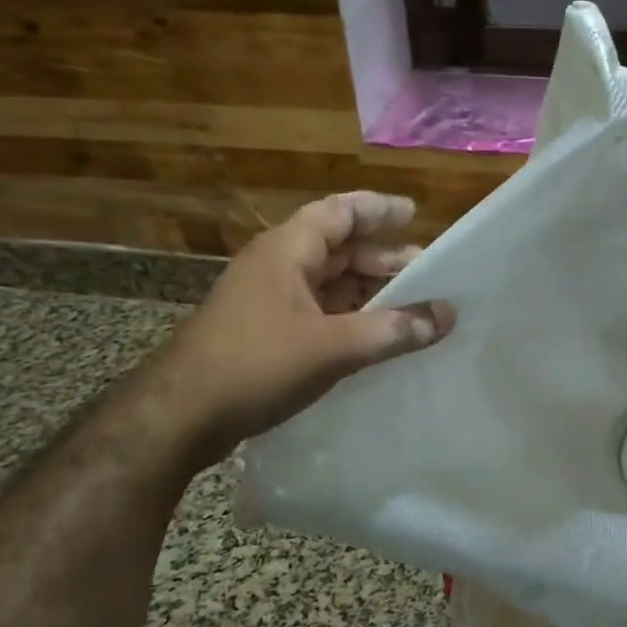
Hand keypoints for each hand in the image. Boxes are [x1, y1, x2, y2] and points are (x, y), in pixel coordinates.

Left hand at [153, 191, 454, 459]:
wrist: (179, 417)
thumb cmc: (256, 366)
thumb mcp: (333, 347)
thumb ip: (393, 330)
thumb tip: (447, 315)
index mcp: (287, 251)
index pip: (340, 212)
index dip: (379, 209)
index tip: (415, 214)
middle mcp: (276, 266)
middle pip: (338, 247)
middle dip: (383, 257)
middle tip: (427, 271)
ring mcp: (267, 299)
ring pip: (328, 282)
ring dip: (368, 290)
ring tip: (411, 305)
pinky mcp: (264, 331)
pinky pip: (318, 311)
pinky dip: (349, 316)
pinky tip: (375, 336)